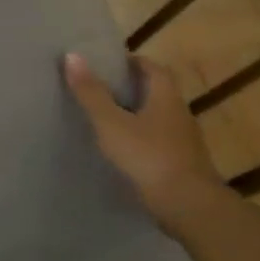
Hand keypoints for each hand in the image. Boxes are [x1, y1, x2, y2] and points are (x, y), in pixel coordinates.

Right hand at [64, 54, 228, 233]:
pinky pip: (158, 141)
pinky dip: (141, 139)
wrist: (187, 205)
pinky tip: (122, 150)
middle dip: (131, 88)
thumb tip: (72, 55)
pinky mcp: (181, 163)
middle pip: (156, 92)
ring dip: (136, 114)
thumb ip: (91, 93)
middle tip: (99, 89)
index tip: (107, 64)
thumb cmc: (148, 156)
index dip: (131, 62)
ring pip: (157, 118)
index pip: (152, 68)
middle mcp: (179, 114)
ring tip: (105, 119)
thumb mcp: (111, 123)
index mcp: (166, 97)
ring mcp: (183, 141)